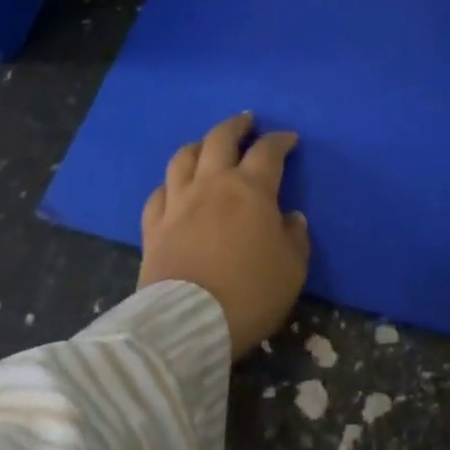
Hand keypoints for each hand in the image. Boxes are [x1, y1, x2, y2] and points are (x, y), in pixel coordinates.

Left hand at [139, 112, 310, 357]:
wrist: (186, 327)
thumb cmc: (248, 294)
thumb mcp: (292, 270)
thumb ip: (296, 238)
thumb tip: (291, 218)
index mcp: (251, 188)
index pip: (268, 150)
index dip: (280, 140)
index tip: (289, 139)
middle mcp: (213, 183)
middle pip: (221, 138)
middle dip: (237, 125)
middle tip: (246, 122)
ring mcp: (179, 202)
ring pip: (185, 157)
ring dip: (200, 145)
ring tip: (208, 146)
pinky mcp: (154, 227)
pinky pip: (159, 193)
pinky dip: (170, 184)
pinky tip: (175, 188)